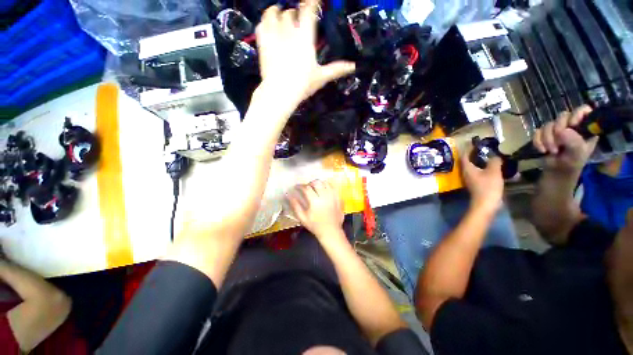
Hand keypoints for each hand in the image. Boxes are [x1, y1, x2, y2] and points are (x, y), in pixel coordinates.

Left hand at [255, 0, 354, 109]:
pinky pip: (261, 25)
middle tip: (297, 17)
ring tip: (278, 13)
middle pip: (290, 13)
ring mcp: (274, 36)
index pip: (308, 10)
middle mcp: (289, 32)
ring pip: (273, 14)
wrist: (280, 91)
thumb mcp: (321, 77)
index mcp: (305, 38)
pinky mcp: (263, 43)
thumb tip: (353, 66)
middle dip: (294, 13)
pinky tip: (266, 24)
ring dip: (277, 12)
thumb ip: (336, 69)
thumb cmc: (302, 84)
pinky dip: (264, 22)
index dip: (312, 2)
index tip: (314, 0)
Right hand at [287, 180, 343, 240]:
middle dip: (310, 183)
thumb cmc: (315, 226)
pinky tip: (324, 189)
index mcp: (315, 201)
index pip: (306, 188)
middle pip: (317, 183)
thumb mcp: (303, 217)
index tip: (296, 186)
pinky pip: (333, 187)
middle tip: (306, 187)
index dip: (300, 186)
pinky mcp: (338, 198)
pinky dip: (327, 186)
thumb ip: (295, 205)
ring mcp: (333, 196)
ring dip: (319, 183)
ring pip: (325, 183)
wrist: (331, 231)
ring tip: (315, 187)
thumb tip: (289, 195)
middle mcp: (325, 196)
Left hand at [461, 148, 503, 212]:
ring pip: (472, 167)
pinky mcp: (475, 183)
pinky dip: (483, 168)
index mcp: (467, 168)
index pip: (464, 155)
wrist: (485, 204)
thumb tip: (494, 156)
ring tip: (488, 155)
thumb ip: (493, 161)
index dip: (467, 148)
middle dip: (473, 153)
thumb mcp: (493, 171)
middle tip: (482, 147)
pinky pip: (477, 172)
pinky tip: (491, 167)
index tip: (473, 142)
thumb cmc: (488, 186)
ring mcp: (469, 178)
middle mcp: (465, 172)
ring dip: (479, 160)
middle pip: (467, 160)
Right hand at [533, 105, 598, 173]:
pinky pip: (537, 132)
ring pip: (548, 125)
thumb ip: (574, 142)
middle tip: (558, 144)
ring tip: (552, 151)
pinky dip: (538, 141)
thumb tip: (564, 130)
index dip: (577, 114)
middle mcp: (571, 124)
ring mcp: (557, 128)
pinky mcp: (544, 133)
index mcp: (585, 127)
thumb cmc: (572, 162)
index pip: (584, 110)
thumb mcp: (577, 154)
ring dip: (547, 139)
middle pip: (562, 116)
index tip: (572, 124)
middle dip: (557, 131)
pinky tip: (542, 150)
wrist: (557, 170)